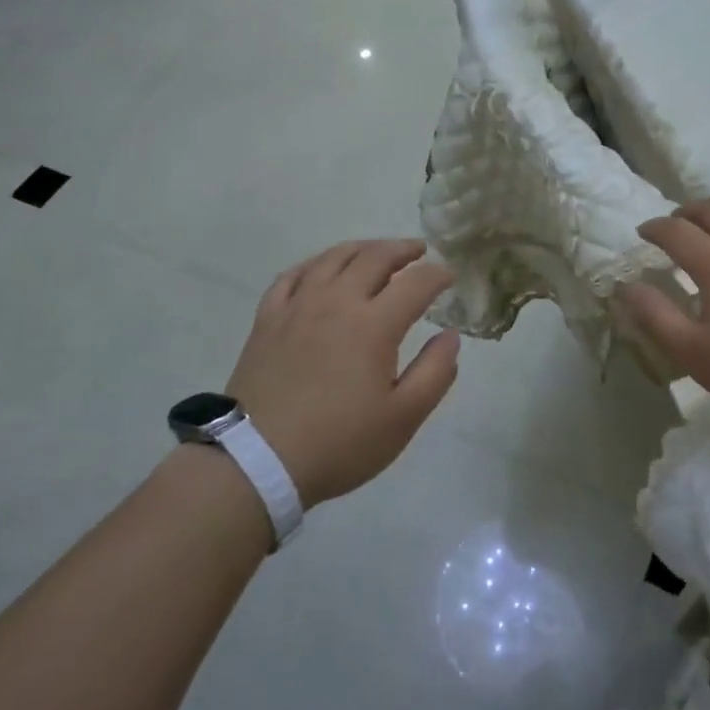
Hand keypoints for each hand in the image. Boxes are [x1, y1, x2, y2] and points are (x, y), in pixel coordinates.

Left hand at [225, 239, 460, 505]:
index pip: (415, 283)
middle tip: (419, 251)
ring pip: (333, 258)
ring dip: (362, 248)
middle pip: (374, 258)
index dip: (438, 275)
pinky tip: (322, 269)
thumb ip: (435, 372)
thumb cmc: (339, 443)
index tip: (450, 276)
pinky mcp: (268, 319)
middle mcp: (337, 302)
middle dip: (402, 250)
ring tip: (377, 251)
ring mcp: (298, 306)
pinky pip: (293, 275)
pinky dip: (316, 264)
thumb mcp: (403, 418)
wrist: (257, 461)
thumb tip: (451, 336)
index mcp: (374, 325)